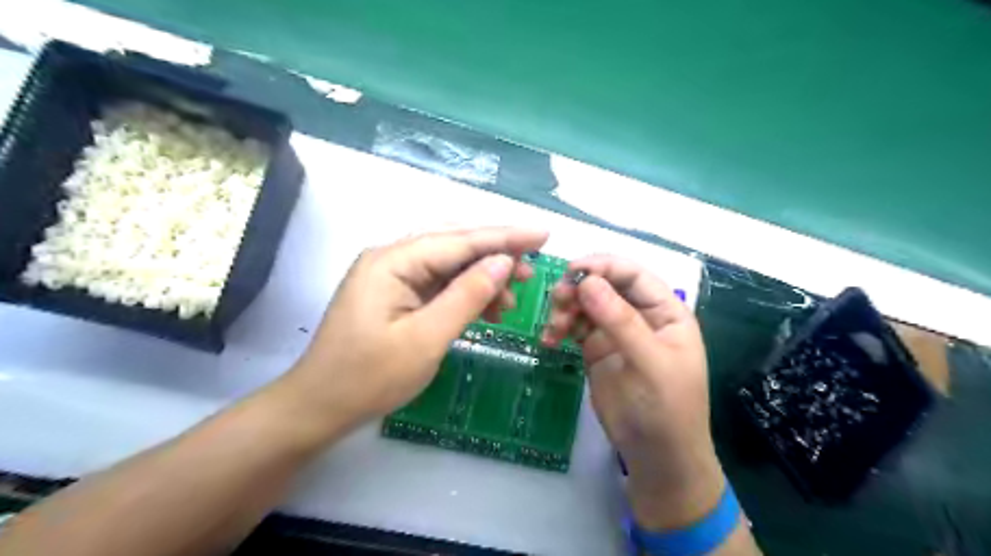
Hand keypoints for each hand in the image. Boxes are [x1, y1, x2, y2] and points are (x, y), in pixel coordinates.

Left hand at [278, 226, 549, 434]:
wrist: (320, 407)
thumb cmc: (369, 377)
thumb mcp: (426, 339)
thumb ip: (467, 296)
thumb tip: (503, 262)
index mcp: (393, 261)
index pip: (459, 240)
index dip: (505, 237)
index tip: (542, 235)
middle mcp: (391, 258)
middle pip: (454, 243)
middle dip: (495, 253)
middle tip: (530, 271)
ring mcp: (391, 275)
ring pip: (448, 263)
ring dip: (481, 276)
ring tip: (510, 300)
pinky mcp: (395, 294)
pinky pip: (438, 283)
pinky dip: (464, 292)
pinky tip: (486, 309)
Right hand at [546, 257, 724, 529]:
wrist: (656, 455)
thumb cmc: (666, 408)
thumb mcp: (650, 363)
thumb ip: (620, 321)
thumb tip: (588, 281)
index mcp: (665, 311)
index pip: (634, 274)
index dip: (604, 266)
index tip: (572, 269)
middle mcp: (639, 315)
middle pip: (605, 285)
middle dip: (580, 288)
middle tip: (558, 299)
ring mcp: (615, 332)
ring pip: (586, 304)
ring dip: (566, 308)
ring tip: (554, 327)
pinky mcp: (596, 349)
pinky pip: (574, 327)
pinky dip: (560, 328)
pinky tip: (549, 340)